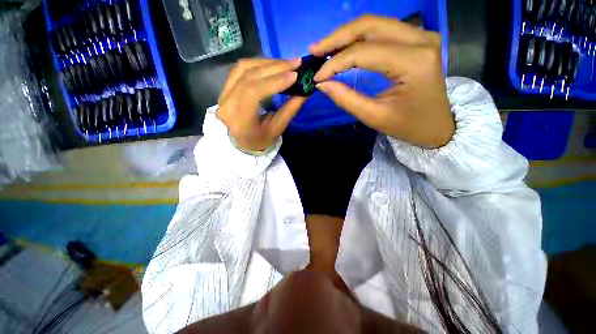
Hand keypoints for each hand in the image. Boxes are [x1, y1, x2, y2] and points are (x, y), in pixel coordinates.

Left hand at [217, 58, 306, 151]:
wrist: (239, 143)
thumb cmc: (259, 140)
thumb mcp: (277, 130)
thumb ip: (290, 110)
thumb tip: (305, 91)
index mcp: (240, 121)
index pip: (254, 93)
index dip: (274, 81)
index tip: (294, 75)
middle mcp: (226, 104)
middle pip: (249, 77)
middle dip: (275, 67)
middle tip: (296, 63)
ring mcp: (223, 94)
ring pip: (244, 68)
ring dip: (267, 63)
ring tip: (287, 63)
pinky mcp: (224, 88)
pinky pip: (240, 69)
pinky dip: (258, 64)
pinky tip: (272, 65)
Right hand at [310, 15, 454, 148]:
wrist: (437, 125)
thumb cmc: (408, 125)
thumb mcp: (374, 117)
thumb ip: (346, 99)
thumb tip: (322, 84)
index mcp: (413, 62)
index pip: (364, 53)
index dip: (335, 63)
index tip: (317, 76)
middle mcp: (420, 40)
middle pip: (370, 25)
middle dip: (337, 38)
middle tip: (315, 50)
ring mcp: (421, 36)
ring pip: (375, 24)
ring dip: (346, 35)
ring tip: (325, 49)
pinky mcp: (417, 39)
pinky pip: (383, 31)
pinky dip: (360, 38)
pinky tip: (344, 47)